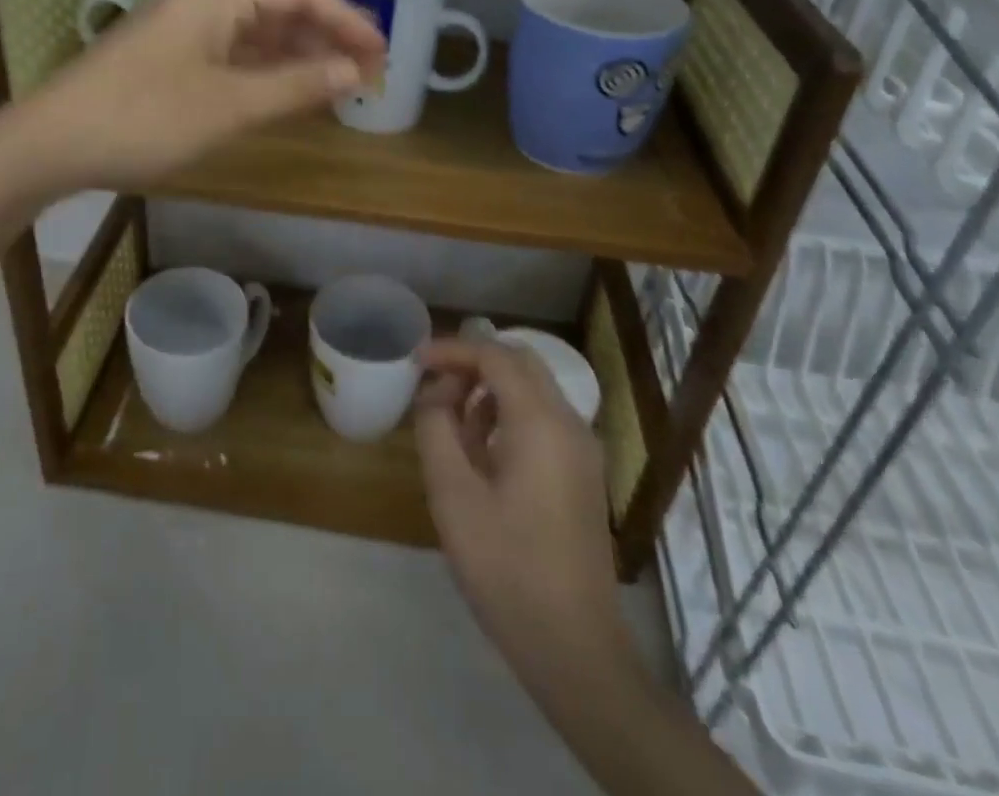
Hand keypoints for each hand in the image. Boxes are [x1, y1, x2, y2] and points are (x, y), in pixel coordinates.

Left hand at [22, 0, 384, 191]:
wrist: (49, 145)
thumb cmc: (143, 119)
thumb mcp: (228, 105)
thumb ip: (294, 86)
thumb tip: (353, 72)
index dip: (346, 19)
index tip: (380, 55)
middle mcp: (202, 3)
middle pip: (280, 8)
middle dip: (326, 37)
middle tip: (366, 75)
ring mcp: (182, 31)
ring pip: (256, 33)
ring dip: (297, 56)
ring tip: (336, 86)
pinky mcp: (169, 59)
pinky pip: (232, 54)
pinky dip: (265, 71)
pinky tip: (285, 93)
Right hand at [415, 338, 619, 671]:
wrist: (575, 648)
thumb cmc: (507, 568)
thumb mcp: (453, 496)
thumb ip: (437, 430)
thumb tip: (435, 394)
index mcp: (541, 422)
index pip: (495, 356)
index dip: (453, 349)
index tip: (416, 359)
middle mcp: (570, 423)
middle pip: (520, 363)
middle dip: (474, 363)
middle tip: (433, 384)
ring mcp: (582, 450)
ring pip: (533, 390)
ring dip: (491, 389)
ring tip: (450, 419)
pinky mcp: (582, 474)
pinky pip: (543, 420)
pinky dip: (509, 414)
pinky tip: (481, 450)